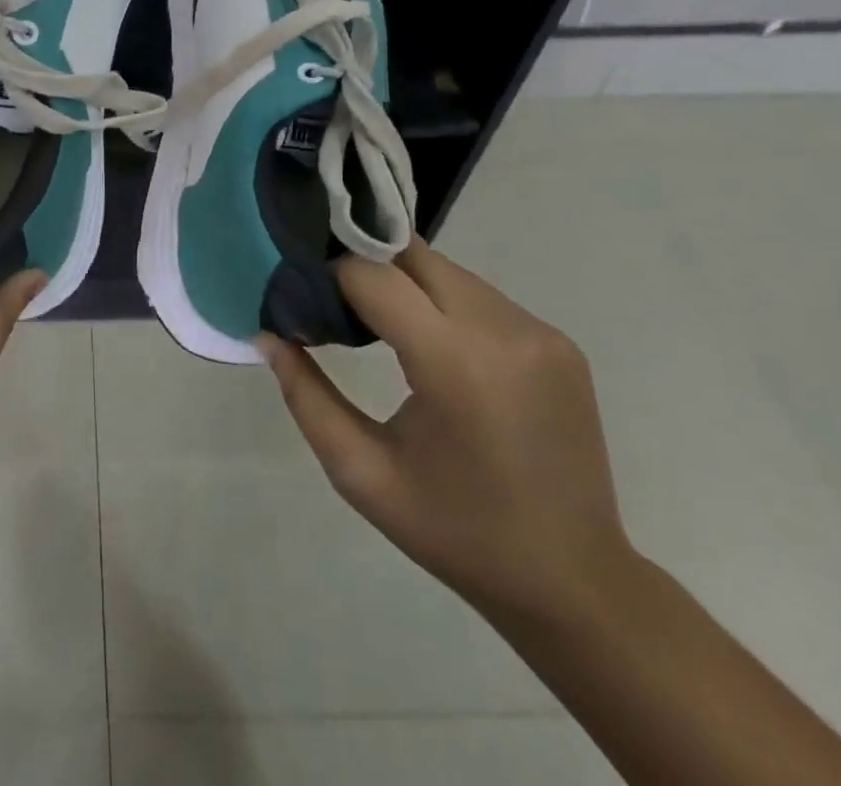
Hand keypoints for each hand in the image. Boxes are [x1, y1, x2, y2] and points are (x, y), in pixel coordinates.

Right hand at [259, 240, 631, 622]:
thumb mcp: (361, 472)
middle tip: (332, 300)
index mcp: (457, 366)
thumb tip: (266, 334)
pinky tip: (431, 345)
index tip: (304, 294)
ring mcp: (540, 333)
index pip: (374, 276)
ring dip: (404, 282)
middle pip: (411, 257)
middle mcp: (505, 332)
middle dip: (364, 266)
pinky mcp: (559, 342)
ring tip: (378, 324)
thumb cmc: (455, 532)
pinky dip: (442, 302)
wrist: (574, 582)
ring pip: (446, 269)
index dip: (330, 275)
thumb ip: (305, 395)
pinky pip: (479, 295)